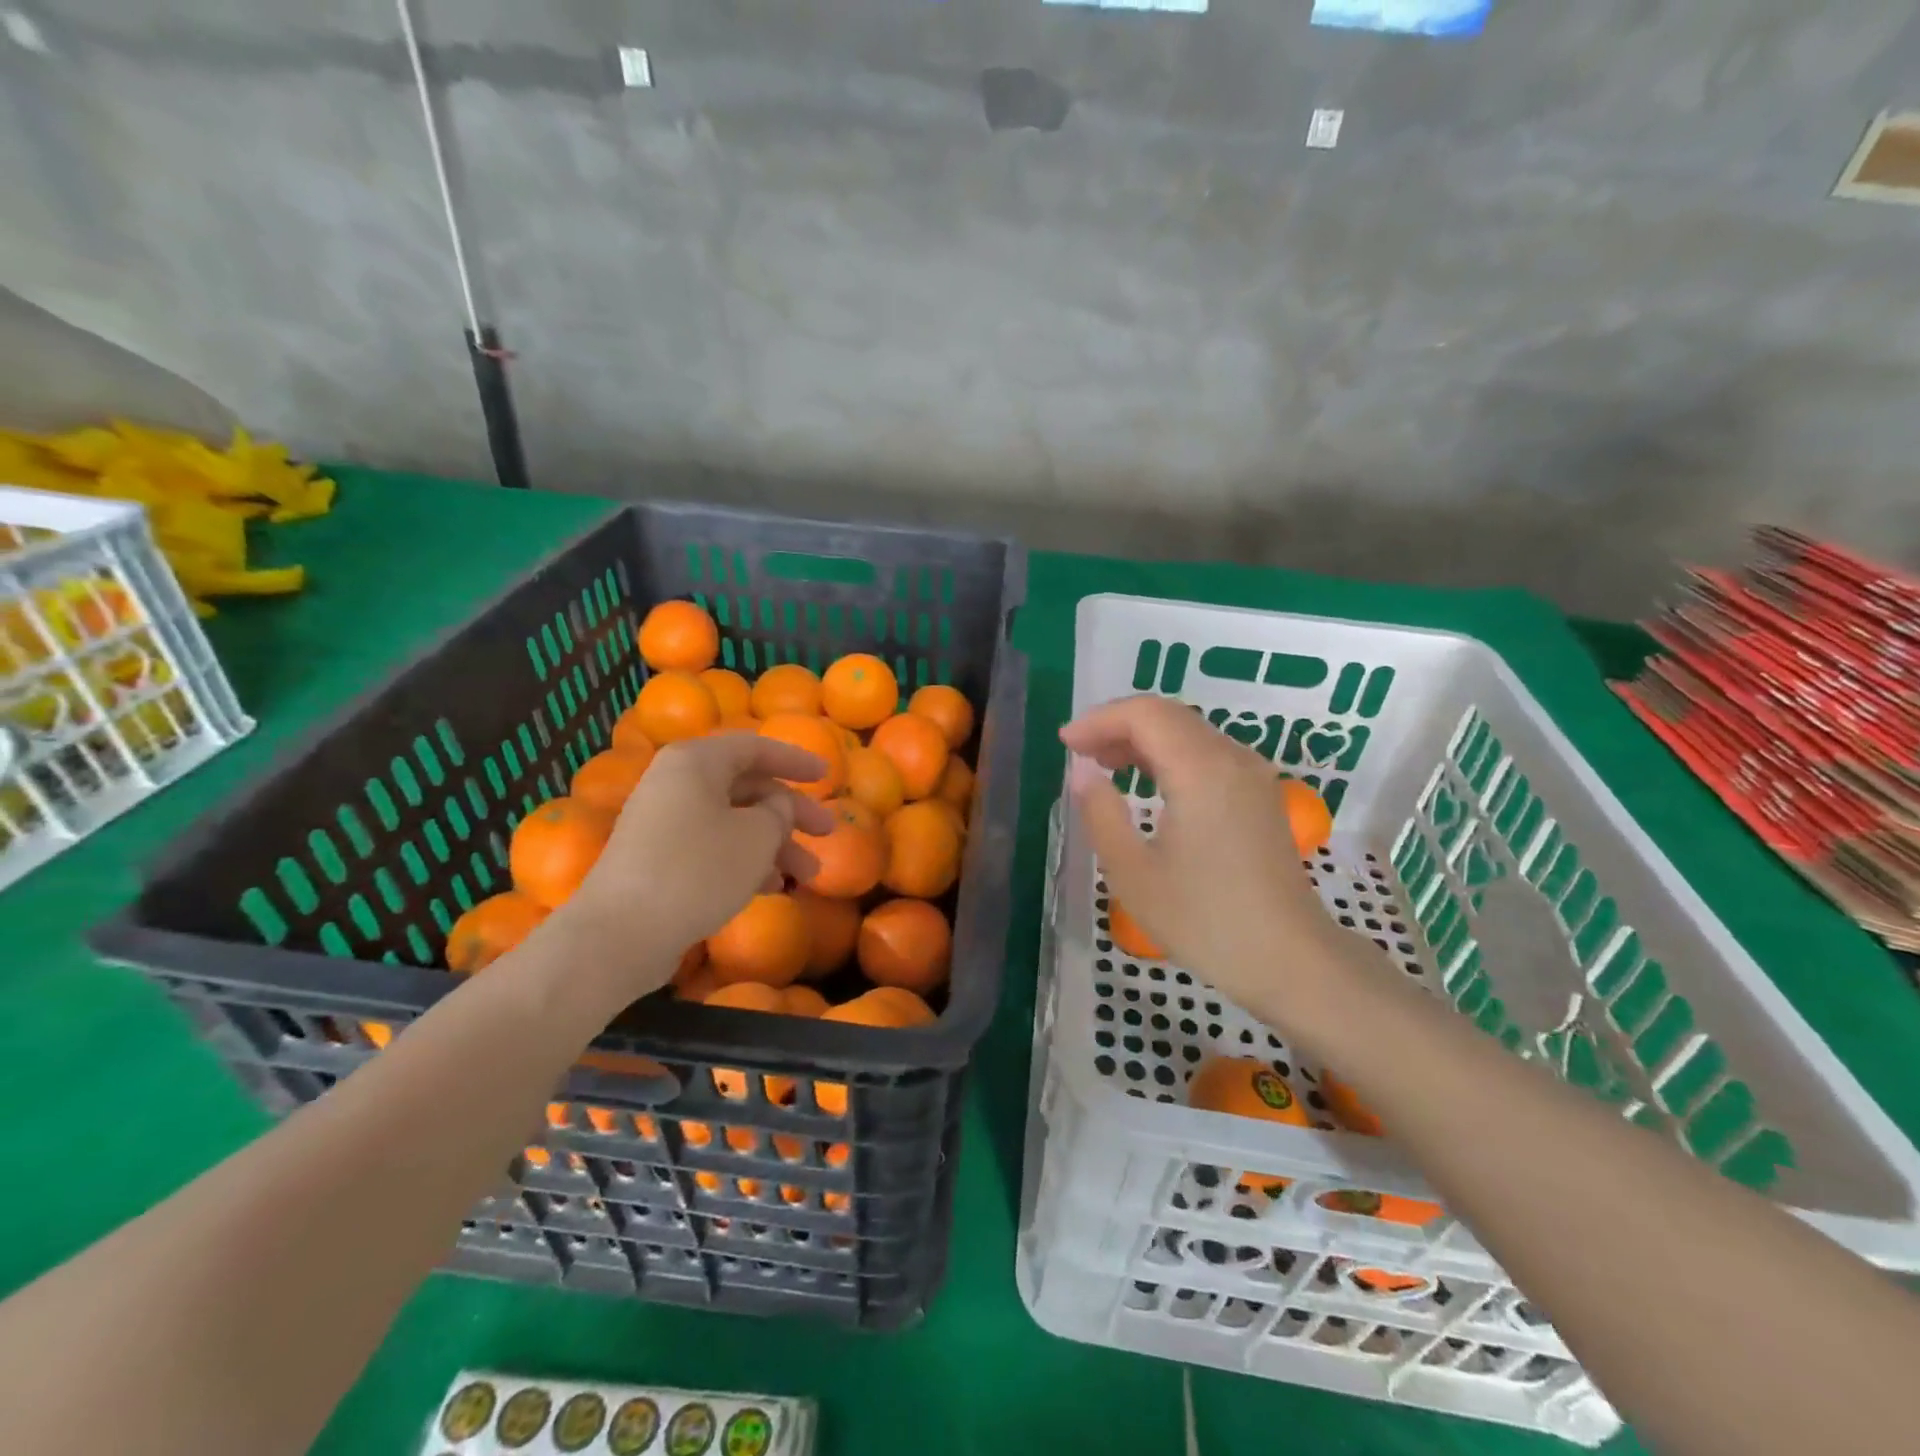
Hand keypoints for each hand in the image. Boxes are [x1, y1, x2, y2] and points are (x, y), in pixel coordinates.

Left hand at [564, 733, 834, 974]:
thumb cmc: (698, 870)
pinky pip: (712, 848)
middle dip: (791, 813)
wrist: (620, 934)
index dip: (796, 760)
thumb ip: (779, 811)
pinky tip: (771, 888)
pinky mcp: (658, 860)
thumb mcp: (756, 836)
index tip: (828, 776)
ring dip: (774, 845)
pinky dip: (745, 862)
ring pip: (733, 822)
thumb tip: (778, 805)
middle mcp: (676, 784)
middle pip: (747, 788)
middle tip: (827, 832)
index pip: (755, 747)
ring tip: (807, 876)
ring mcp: (664, 823)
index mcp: (696, 762)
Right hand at [1061, 696, 1351, 1024]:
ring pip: (1190, 731)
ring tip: (1104, 764)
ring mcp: (1252, 775)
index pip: (1145, 714)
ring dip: (1144, 737)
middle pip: (1168, 715)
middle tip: (1080, 753)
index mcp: (1201, 771)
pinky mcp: (1260, 794)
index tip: (1065, 744)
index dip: (1099, 720)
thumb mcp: (1133, 873)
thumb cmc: (1204, 921)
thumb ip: (1101, 813)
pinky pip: (1208, 752)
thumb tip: (1082, 772)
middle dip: (1118, 724)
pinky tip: (1149, 781)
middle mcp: (1232, 759)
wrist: (1290, 960)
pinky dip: (1170, 753)